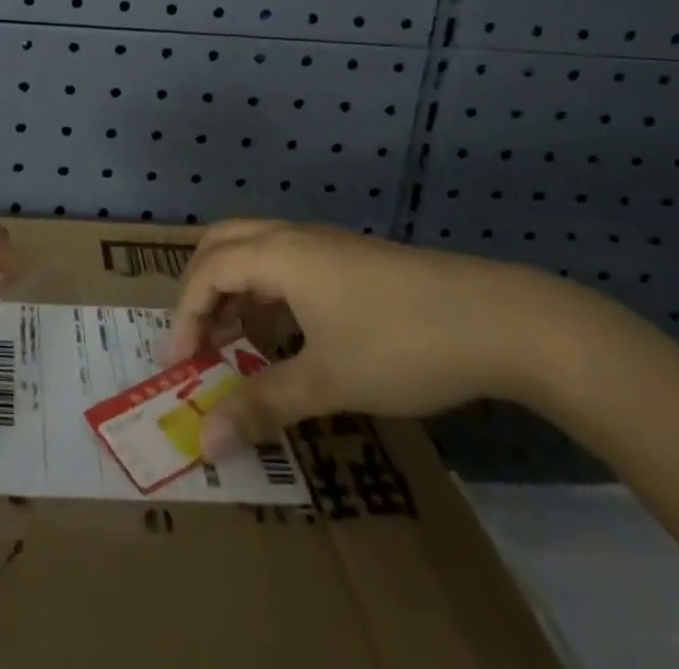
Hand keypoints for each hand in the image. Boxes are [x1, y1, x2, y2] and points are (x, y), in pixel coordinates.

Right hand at [164, 220, 566, 457]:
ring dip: (234, 287)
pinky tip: (289, 333)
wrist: (499, 320)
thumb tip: (205, 440)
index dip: (184, 315)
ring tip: (238, 339)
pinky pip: (287, 261)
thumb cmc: (401, 344)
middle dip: (199, 287)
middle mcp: (293, 237)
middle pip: (222, 242)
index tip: (179, 366)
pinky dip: (267, 289)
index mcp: (278, 254)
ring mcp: (326, 244)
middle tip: (196, 338)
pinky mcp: (352, 259)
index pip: (207, 271)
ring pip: (256, 248)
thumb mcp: (328, 381)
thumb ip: (263, 405)